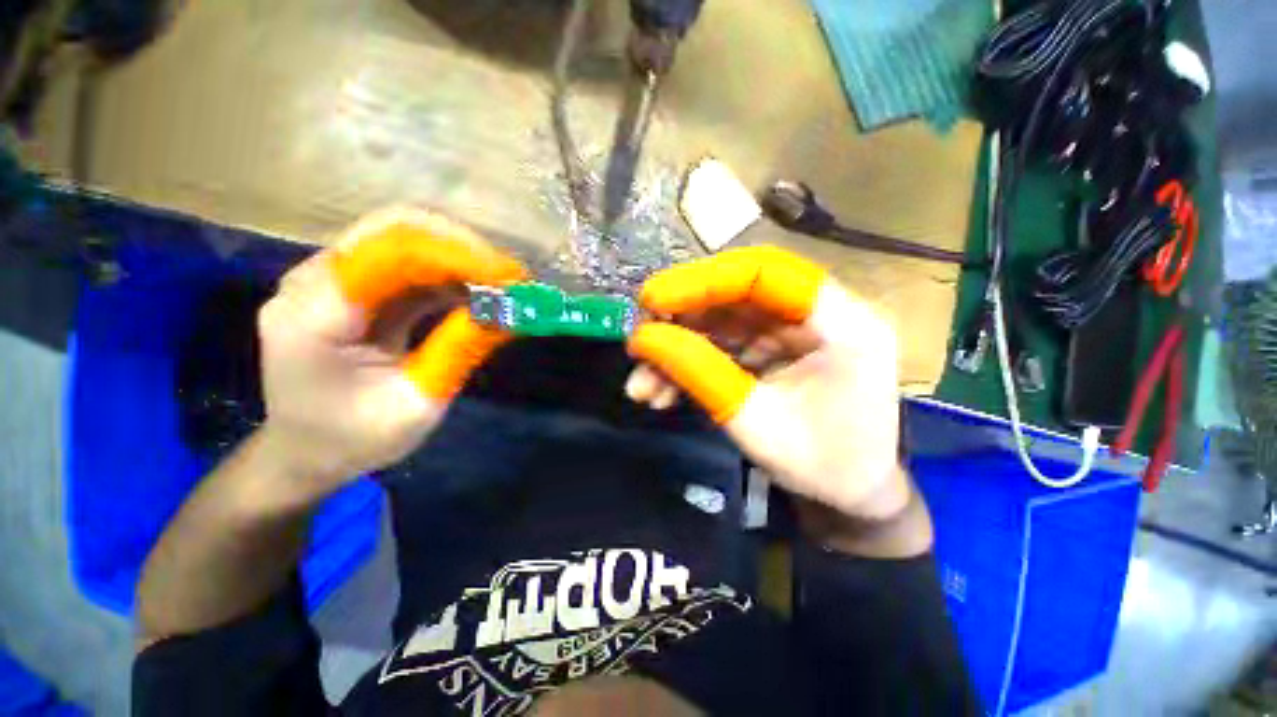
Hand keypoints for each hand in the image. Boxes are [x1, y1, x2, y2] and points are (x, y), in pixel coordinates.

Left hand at [256, 208, 526, 499]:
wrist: (306, 450)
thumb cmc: (354, 439)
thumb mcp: (415, 406)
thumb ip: (459, 352)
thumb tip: (510, 312)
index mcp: (313, 316)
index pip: (389, 254)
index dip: (456, 255)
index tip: (510, 277)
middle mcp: (313, 282)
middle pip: (393, 230)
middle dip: (461, 247)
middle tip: (511, 276)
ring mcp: (331, 280)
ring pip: (403, 239)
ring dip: (459, 257)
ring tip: (503, 285)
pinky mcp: (354, 287)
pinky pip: (408, 264)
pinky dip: (449, 273)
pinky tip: (479, 292)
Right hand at [626, 246, 907, 521]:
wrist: (851, 496)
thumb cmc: (821, 467)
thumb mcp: (755, 423)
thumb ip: (699, 373)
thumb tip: (644, 338)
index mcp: (843, 324)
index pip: (767, 273)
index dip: (704, 280)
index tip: (654, 299)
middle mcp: (820, 315)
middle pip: (738, 292)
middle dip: (682, 315)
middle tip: (640, 337)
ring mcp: (794, 331)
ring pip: (723, 320)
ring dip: (679, 346)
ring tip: (642, 382)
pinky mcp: (774, 348)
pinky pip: (725, 343)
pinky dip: (691, 362)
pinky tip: (662, 391)